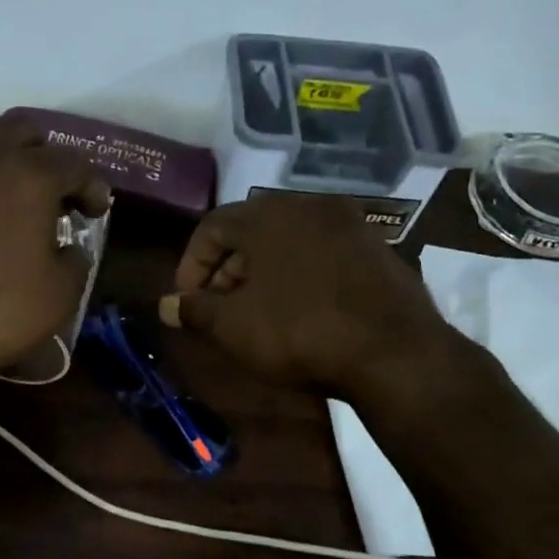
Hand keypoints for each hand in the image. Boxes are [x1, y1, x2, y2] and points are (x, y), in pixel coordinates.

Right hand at [158, 194, 474, 399]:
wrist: (393, 352)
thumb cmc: (298, 332)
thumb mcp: (233, 327)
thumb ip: (194, 311)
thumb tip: (166, 306)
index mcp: (267, 215)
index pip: (211, 226)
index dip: (190, 265)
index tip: (188, 302)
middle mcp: (309, 207)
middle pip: (251, 232)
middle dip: (227, 271)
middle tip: (220, 310)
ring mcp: (350, 225)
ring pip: (288, 243)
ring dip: (263, 275)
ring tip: (258, 315)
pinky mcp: (377, 250)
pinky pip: (322, 256)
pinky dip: (301, 278)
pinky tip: (302, 314)